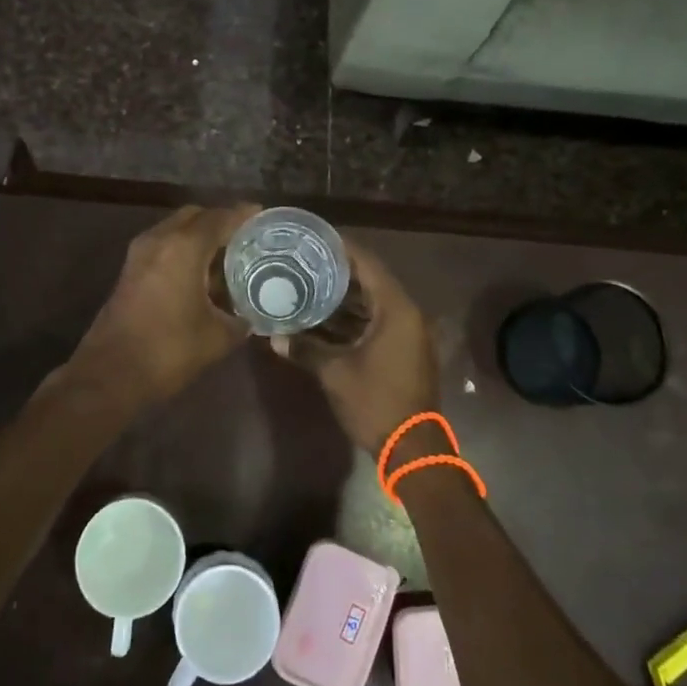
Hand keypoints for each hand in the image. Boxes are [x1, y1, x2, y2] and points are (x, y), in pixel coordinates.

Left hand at [69, 203, 257, 404]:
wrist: (110, 374)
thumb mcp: (217, 338)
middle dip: (219, 221)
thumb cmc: (168, 350)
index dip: (243, 215)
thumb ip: (239, 319)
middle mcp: (159, 240)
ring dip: (199, 236)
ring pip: (175, 229)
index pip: (219, 218)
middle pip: (194, 216)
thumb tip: (249, 316)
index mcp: (184, 248)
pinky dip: (183, 249)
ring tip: (226, 256)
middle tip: (244, 236)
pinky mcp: (129, 271)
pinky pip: (163, 245)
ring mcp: (139, 254)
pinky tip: (200, 274)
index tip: (262, 215)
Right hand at [277, 240, 438, 452]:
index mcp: (396, 310)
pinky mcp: (405, 350)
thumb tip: (274, 337)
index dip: (343, 248)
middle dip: (340, 272)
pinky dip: (355, 318)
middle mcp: (407, 314)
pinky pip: (378, 322)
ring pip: (374, 303)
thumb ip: (306, 349)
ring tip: (311, 283)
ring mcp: (409, 333)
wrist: (412, 447)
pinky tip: (326, 318)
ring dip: (346, 297)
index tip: (316, 238)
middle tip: (307, 260)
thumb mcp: (336, 373)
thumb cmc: (376, 402)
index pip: (368, 264)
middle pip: (371, 281)